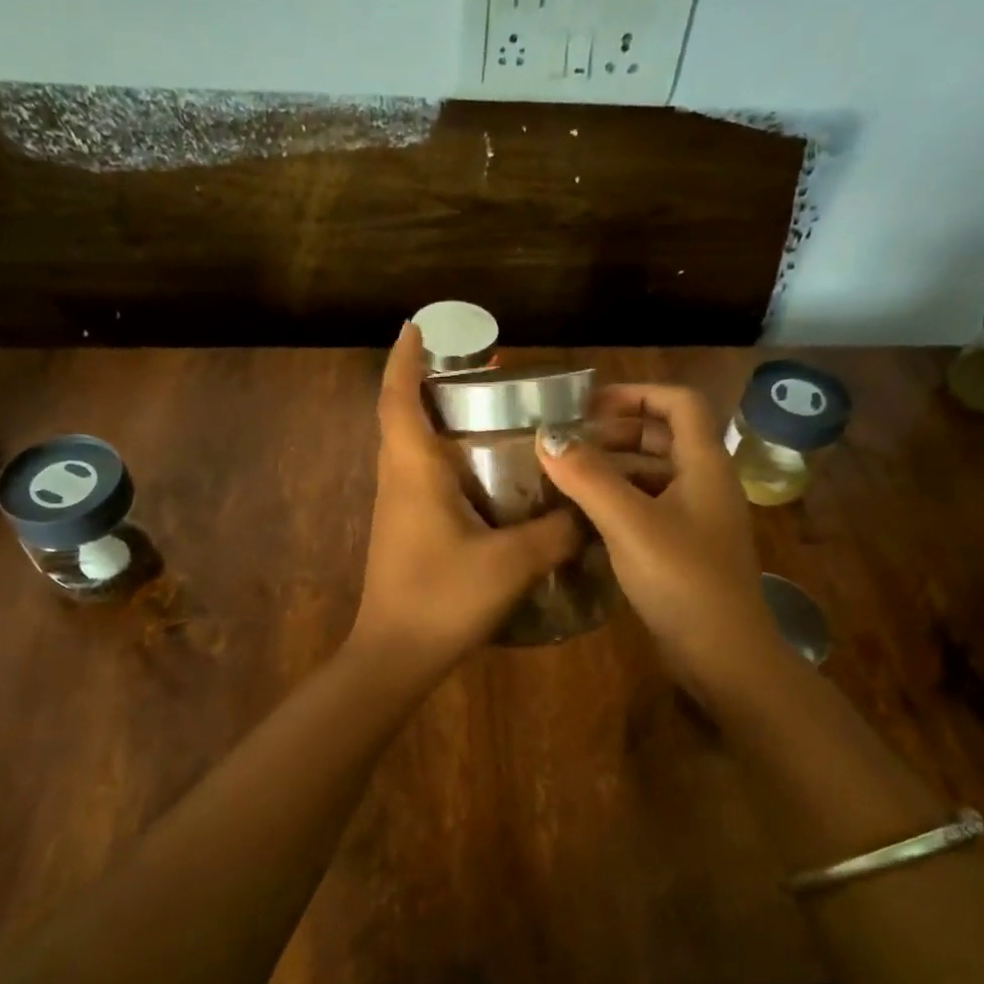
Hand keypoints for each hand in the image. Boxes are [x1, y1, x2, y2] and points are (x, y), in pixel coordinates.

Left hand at [349, 323, 580, 672]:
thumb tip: (588, 511)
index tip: (417, 327)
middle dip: (432, 384)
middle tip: (479, 369)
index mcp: (413, 471)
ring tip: (488, 411)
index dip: (405, 359)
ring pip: (413, 447)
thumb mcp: (511, 563)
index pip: (399, 399)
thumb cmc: (443, 598)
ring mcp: (397, 507)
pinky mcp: (405, 530)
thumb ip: (556, 531)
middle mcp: (398, 480)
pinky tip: (487, 474)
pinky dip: (447, 458)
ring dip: (440, 421)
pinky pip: (423, 477)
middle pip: (405, 416)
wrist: (395, 656)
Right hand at [536, 384, 774, 693]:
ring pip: (653, 475)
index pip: (679, 403)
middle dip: (616, 432)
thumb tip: (546, 436)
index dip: (637, 394)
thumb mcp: (630, 523)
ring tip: (567, 476)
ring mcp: (697, 519)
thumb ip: (588, 477)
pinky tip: (584, 517)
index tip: (588, 405)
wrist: (723, 654)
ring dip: (613, 469)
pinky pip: (649, 508)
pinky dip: (618, 502)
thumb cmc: (682, 578)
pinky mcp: (684, 549)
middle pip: (663, 437)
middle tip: (569, 442)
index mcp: (704, 464)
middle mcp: (705, 484)